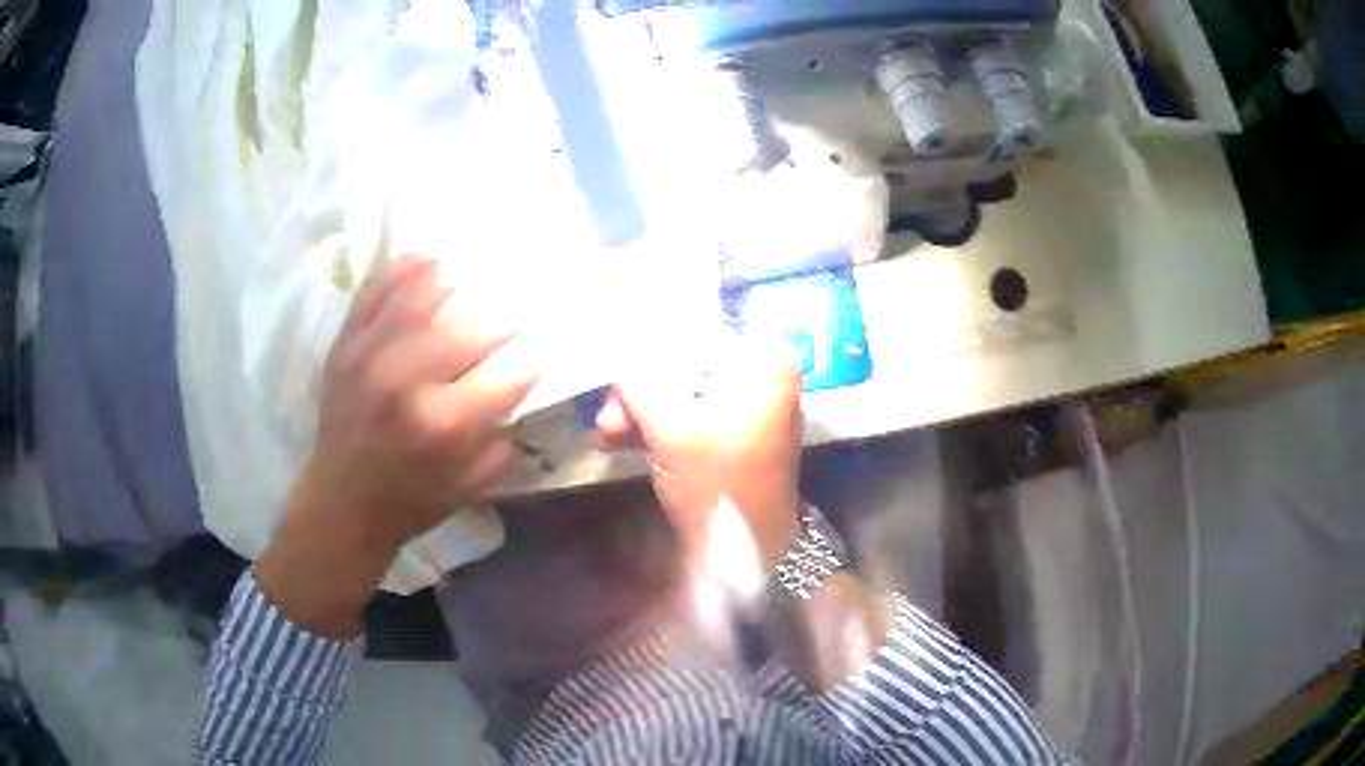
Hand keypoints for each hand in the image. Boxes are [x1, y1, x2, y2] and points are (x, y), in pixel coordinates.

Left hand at [258, 254, 538, 637]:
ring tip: (475, 271)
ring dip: (456, 280)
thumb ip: (502, 442)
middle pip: (469, 329)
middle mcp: (408, 383)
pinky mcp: (345, 347)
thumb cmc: (411, 500)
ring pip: (420, 298)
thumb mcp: (470, 487)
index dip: (534, 356)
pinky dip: (402, 272)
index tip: (548, 343)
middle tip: (523, 303)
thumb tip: (521, 393)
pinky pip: (374, 295)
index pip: (506, 375)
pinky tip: (427, 258)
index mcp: (444, 425)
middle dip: (506, 314)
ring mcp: (371, 357)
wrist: (341, 502)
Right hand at [596, 343, 803, 569]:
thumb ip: (639, 381)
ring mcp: (752, 408)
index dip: (644, 355)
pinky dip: (659, 428)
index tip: (609, 379)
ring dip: (641, 413)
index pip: (691, 338)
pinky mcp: (737, 435)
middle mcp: (764, 378)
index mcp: (762, 366)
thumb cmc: (717, 486)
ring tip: (606, 436)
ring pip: (683, 395)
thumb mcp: (672, 429)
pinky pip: (692, 418)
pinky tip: (622, 441)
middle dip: (639, 394)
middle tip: (605, 420)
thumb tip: (615, 349)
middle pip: (685, 368)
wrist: (747, 554)